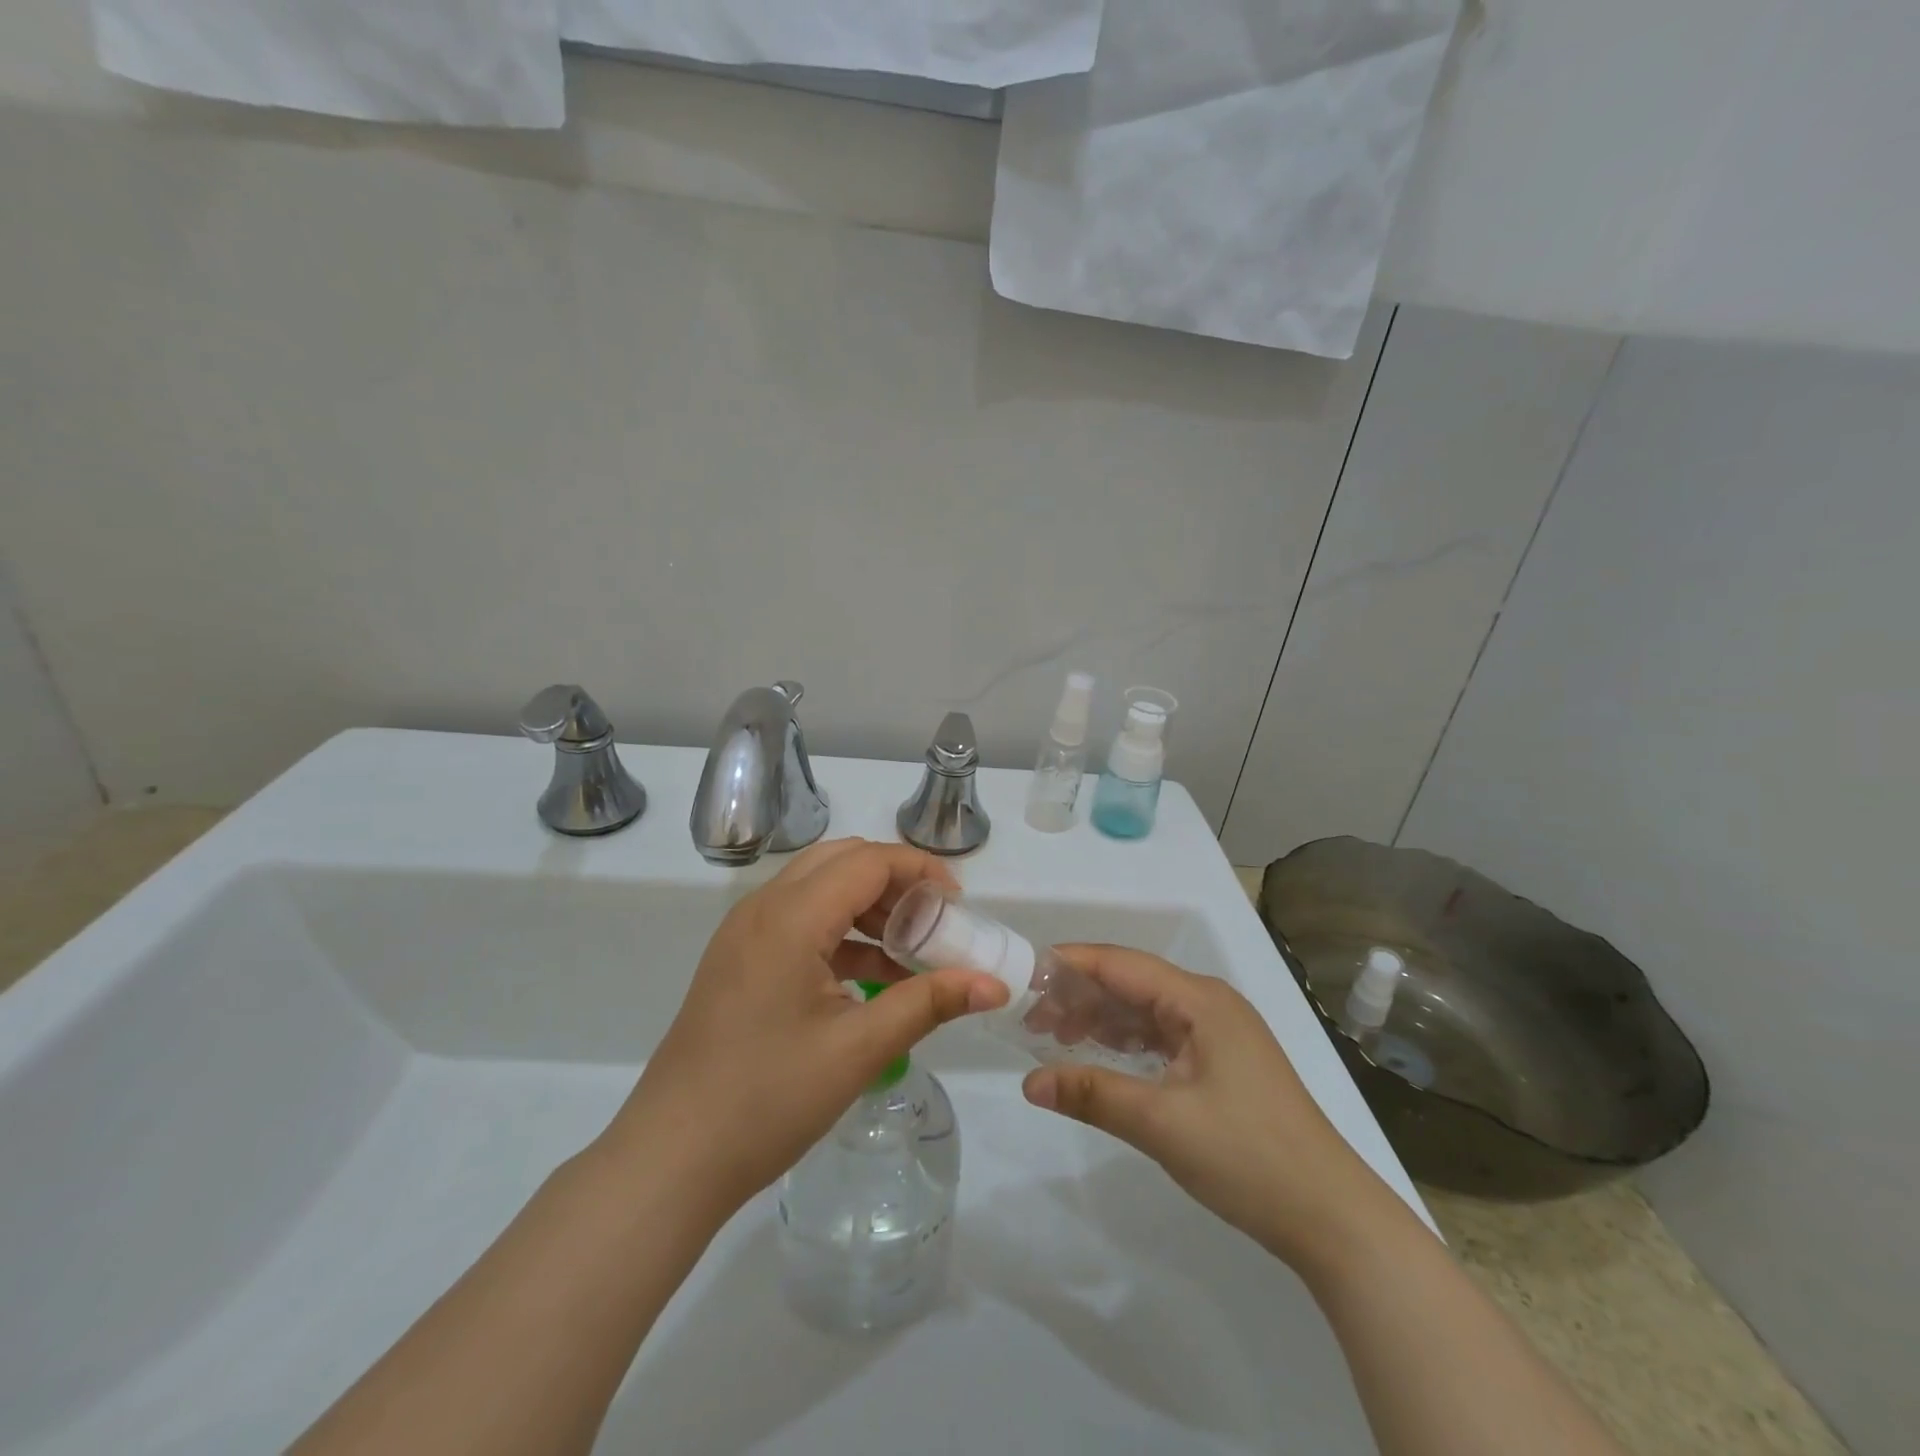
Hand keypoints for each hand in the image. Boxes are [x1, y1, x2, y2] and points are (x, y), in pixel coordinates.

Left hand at [599, 839, 1008, 1220]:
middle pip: (841, 862)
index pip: (868, 861)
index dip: (919, 870)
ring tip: (910, 951)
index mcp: (790, 916)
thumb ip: (929, 1004)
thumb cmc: (768, 1099)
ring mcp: (744, 933)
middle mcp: (763, 908)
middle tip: (934, 921)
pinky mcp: (738, 960)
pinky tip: (870, 977)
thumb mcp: (859, 1049)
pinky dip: (840, 933)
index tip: (958, 905)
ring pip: (817, 888)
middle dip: (894, 881)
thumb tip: (995, 984)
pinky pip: (798, 920)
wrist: (671, 1157)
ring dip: (866, 906)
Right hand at [1020, 946, 1392, 1269]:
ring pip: (1144, 1012)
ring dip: (1100, 1021)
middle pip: (1131, 985)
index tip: (1024, 972)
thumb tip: (1028, 1083)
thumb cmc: (1248, 1156)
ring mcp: (1218, 1034)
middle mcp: (1208, 1005)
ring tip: (1052, 1037)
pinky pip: (1161, 1038)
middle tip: (1028, 1018)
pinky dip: (1125, 1044)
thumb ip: (1092, 1093)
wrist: (1331, 1216)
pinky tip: (1098, 1057)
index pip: (1121, 964)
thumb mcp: (1161, 1123)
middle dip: (1080, 996)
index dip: (1071, 964)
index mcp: (1199, 1000)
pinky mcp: (1221, 1064)